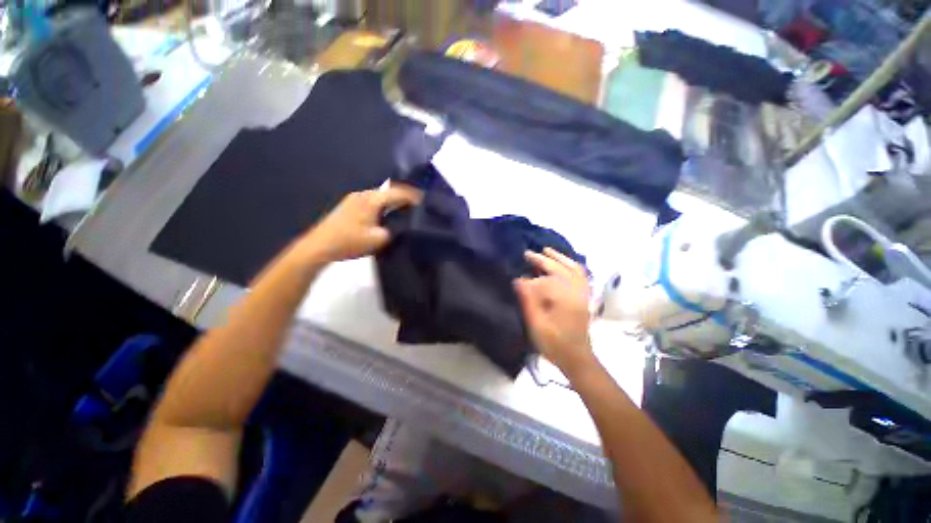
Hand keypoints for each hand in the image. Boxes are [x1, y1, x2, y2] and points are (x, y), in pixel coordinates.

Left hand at [299, 185, 421, 262]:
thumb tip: (401, 226)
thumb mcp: (378, 240)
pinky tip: (386, 215)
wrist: (319, 246)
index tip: (425, 201)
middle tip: (417, 206)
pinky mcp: (349, 206)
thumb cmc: (350, 242)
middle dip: (403, 197)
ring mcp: (354, 199)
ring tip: (405, 210)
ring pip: (379, 196)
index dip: (413, 196)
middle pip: (388, 191)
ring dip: (392, 201)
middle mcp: (363, 194)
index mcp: (372, 200)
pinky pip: (372, 201)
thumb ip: (394, 231)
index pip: (397, 193)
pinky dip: (383, 205)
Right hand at [515, 248, 594, 374]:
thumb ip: (528, 301)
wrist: (577, 358)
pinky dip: (572, 265)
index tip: (516, 280)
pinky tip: (564, 263)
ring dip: (559, 258)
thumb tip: (518, 280)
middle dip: (542, 260)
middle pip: (559, 269)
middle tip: (527, 254)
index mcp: (564, 299)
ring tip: (546, 251)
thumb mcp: (536, 325)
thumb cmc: (555, 344)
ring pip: (573, 268)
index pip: (544, 281)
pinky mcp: (584, 297)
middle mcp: (576, 292)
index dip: (528, 280)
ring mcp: (582, 293)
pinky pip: (581, 275)